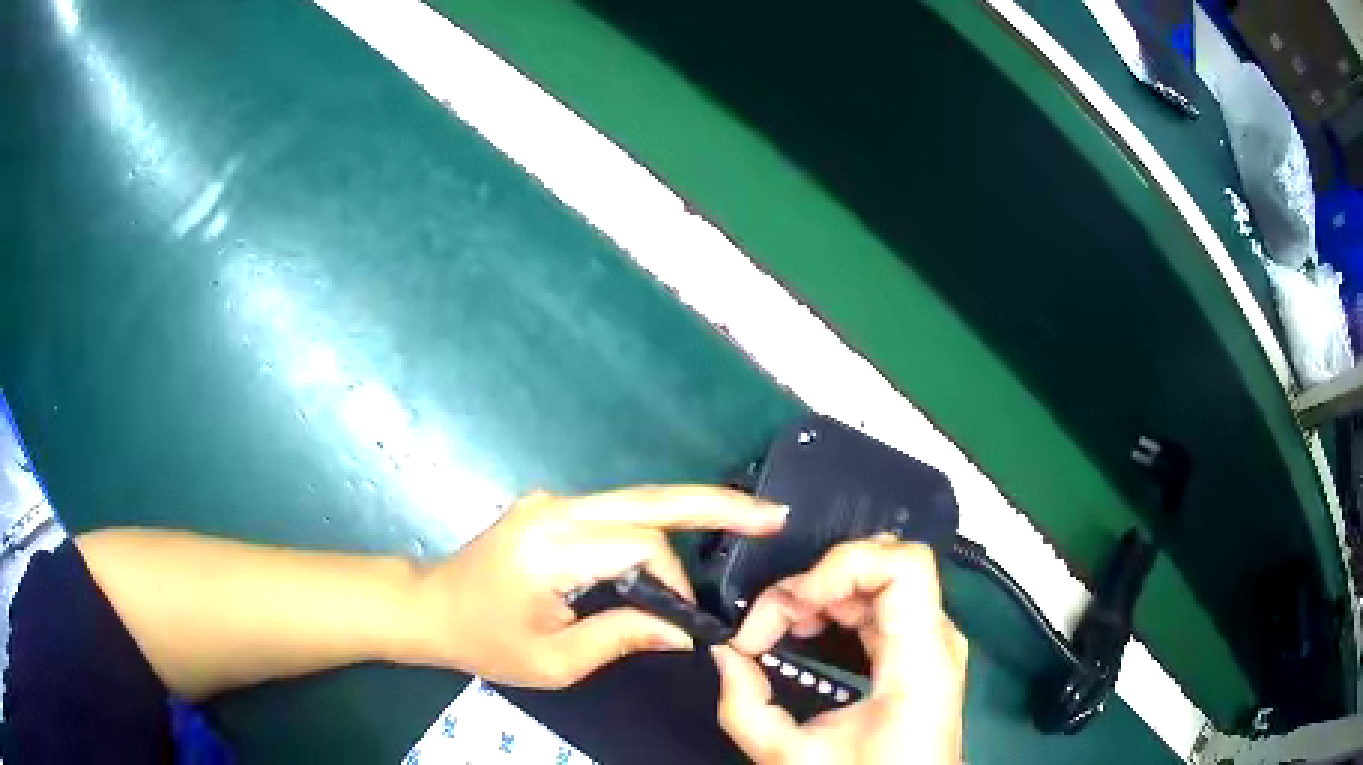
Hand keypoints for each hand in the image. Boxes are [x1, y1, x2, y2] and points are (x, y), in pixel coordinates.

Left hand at [408, 486, 786, 688]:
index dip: (675, 582)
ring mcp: (553, 501)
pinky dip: (656, 528)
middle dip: (715, 505)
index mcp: (550, 546)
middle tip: (772, 514)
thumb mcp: (554, 661)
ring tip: (742, 527)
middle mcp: (556, 508)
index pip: (639, 546)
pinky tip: (685, 543)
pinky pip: (617, 513)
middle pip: (649, 499)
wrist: (431, 606)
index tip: (687, 621)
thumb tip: (684, 630)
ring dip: (688, 519)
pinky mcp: (555, 508)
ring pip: (638, 502)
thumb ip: (622, 638)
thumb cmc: (485, 641)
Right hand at [712, 538, 967, 763]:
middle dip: (813, 584)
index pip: (902, 565)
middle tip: (769, 627)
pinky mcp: (921, 648)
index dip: (841, 564)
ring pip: (878, 577)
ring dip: (821, 594)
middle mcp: (936, 638)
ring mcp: (933, 640)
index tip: (793, 604)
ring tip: (782, 630)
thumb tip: (724, 655)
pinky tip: (807, 633)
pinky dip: (836, 606)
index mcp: (920, 661)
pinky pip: (881, 602)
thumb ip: (746, 708)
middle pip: (881, 564)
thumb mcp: (793, 757)